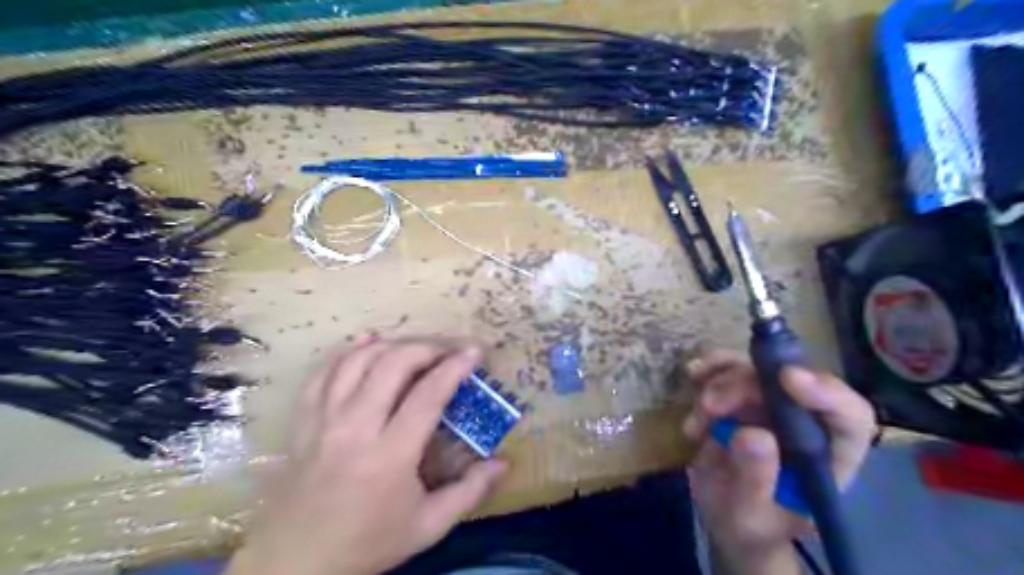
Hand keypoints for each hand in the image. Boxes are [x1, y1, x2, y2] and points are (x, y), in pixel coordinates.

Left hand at [227, 339, 508, 574]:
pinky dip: (347, 352)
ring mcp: (324, 420)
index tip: (474, 352)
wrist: (296, 563)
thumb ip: (470, 493)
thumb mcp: (428, 526)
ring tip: (414, 348)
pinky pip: (323, 372)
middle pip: (392, 365)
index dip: (455, 367)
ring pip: (357, 360)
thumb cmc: (367, 543)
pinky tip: (366, 344)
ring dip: (390, 345)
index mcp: (390, 455)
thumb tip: (504, 464)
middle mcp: (355, 428)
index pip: (428, 394)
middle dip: (426, 348)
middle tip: (447, 350)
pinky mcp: (304, 421)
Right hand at [682, 347, 875, 571]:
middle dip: (745, 386)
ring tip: (697, 416)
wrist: (725, 516)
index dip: (825, 392)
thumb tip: (752, 434)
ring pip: (755, 369)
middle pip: (788, 383)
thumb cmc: (750, 526)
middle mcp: (805, 422)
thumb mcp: (749, 514)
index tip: (787, 378)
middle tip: (709, 406)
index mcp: (829, 456)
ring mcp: (773, 405)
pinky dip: (710, 369)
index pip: (848, 416)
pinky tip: (693, 375)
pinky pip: (729, 367)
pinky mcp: (743, 395)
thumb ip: (755, 479)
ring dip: (720, 382)